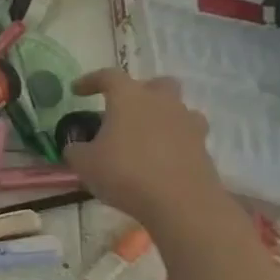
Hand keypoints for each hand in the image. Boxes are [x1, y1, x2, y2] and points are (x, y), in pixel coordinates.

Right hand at [64, 69, 223, 227]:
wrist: (180, 203)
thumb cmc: (125, 173)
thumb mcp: (83, 162)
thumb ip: (76, 148)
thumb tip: (78, 146)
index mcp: (130, 99)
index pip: (109, 76)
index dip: (91, 81)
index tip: (77, 91)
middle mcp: (162, 104)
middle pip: (156, 84)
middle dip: (139, 92)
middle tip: (122, 110)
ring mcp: (188, 125)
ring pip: (176, 109)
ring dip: (160, 116)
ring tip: (142, 136)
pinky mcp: (203, 148)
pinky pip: (185, 135)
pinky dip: (172, 141)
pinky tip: (158, 158)